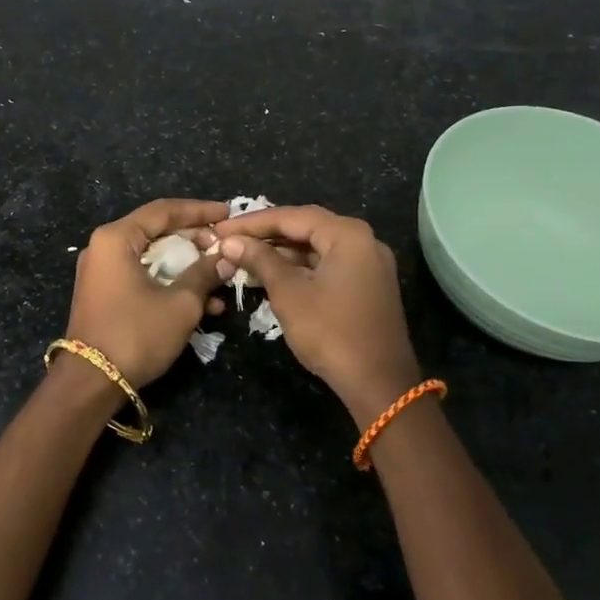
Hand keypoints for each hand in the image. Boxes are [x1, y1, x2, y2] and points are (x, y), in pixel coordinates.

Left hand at [66, 199, 228, 390]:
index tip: (228, 213)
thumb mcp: (180, 303)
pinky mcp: (105, 294)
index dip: (199, 211)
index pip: (163, 211)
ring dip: (187, 268)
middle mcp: (104, 247)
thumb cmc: (136, 333)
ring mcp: (102, 272)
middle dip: (195, 241)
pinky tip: (203, 305)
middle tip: (224, 248)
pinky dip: (170, 285)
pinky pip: (143, 277)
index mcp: (116, 238)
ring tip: (220, 279)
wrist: (91, 382)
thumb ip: (204, 273)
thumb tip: (226, 257)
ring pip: (153, 258)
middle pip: (157, 232)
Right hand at [213, 205, 421, 425]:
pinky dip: (300, 267)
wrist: (379, 384)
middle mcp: (363, 240)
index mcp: (347, 234)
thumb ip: (260, 260)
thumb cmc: (330, 332)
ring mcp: (369, 263)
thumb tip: (230, 242)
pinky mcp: (367, 284)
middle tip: (230, 239)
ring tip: (244, 257)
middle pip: (306, 226)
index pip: (291, 216)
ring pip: (316, 246)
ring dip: (282, 251)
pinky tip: (272, 274)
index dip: (252, 222)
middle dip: (266, 234)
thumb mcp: (288, 293)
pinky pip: (328, 264)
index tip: (220, 229)